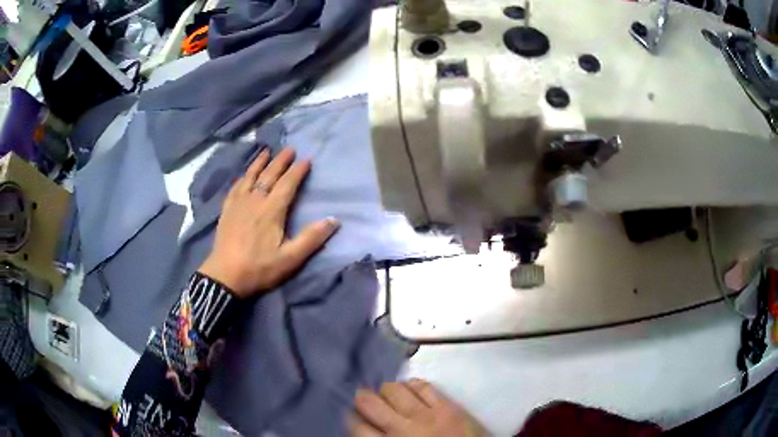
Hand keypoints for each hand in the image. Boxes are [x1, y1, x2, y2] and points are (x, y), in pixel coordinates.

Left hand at [199, 147, 338, 297]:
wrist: (225, 276)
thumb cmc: (259, 268)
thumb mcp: (290, 258)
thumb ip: (311, 239)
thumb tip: (334, 220)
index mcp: (271, 211)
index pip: (287, 184)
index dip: (298, 171)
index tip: (306, 159)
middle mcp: (255, 201)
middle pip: (269, 175)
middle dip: (280, 161)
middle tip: (289, 149)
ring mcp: (238, 204)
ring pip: (250, 177)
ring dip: (259, 163)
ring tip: (266, 151)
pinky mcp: (227, 211)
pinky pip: (235, 187)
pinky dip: (242, 178)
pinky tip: (243, 175)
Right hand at [351, 379, 487, 436]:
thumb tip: (367, 430)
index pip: (356, 425)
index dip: (351, 416)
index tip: (352, 413)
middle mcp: (401, 428)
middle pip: (369, 402)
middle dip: (362, 398)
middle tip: (365, 399)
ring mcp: (425, 415)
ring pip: (394, 389)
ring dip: (387, 390)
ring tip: (388, 395)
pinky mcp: (447, 407)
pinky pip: (423, 386)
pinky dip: (413, 385)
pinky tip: (411, 389)